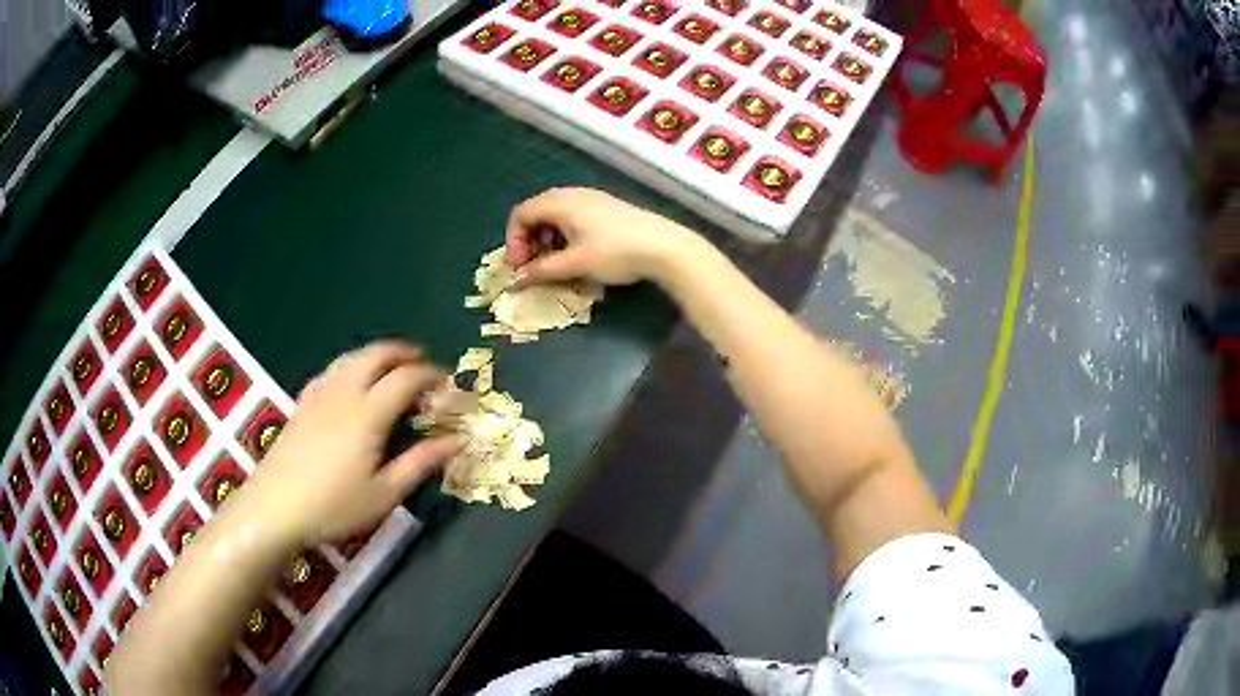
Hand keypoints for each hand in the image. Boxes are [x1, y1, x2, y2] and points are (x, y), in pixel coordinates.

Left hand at [233, 342, 459, 545]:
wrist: (274, 508)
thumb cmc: (334, 506)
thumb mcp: (384, 493)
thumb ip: (420, 462)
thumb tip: (457, 440)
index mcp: (368, 413)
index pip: (406, 378)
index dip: (430, 375)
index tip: (448, 385)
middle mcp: (343, 392)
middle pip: (376, 355)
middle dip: (403, 353)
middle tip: (422, 364)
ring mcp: (318, 395)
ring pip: (351, 358)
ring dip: (376, 355)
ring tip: (392, 369)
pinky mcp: (302, 404)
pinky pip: (331, 371)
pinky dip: (351, 366)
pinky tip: (351, 384)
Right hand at [505, 187, 704, 287]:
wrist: (664, 247)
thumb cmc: (615, 253)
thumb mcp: (575, 264)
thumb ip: (541, 271)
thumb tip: (515, 281)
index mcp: (560, 202)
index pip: (521, 214)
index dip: (513, 241)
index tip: (521, 266)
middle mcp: (573, 194)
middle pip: (536, 211)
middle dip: (528, 240)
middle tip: (533, 266)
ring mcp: (591, 198)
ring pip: (555, 214)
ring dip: (546, 238)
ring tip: (554, 263)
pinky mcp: (606, 208)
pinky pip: (573, 215)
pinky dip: (564, 234)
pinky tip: (576, 253)